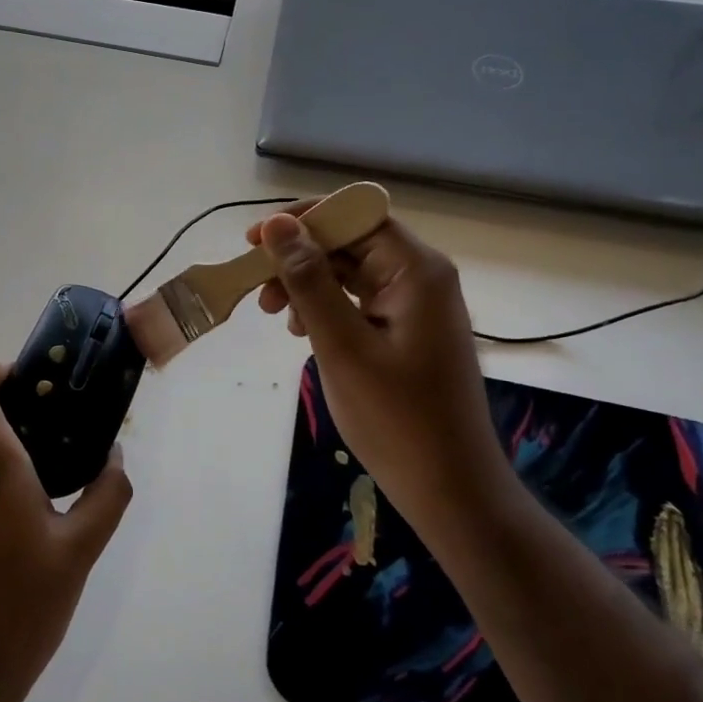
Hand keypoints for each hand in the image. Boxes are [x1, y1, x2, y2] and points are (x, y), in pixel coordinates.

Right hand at [251, 208, 514, 524]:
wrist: (449, 486)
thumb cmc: (396, 418)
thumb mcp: (342, 345)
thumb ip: (309, 280)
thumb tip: (276, 225)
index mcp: (417, 270)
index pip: (356, 215)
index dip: (303, 220)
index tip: (253, 241)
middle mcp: (421, 277)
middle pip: (351, 242)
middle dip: (299, 258)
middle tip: (258, 292)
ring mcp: (416, 306)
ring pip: (350, 273)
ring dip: (307, 285)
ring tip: (275, 317)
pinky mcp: (407, 332)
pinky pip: (359, 302)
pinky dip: (326, 309)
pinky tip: (303, 333)